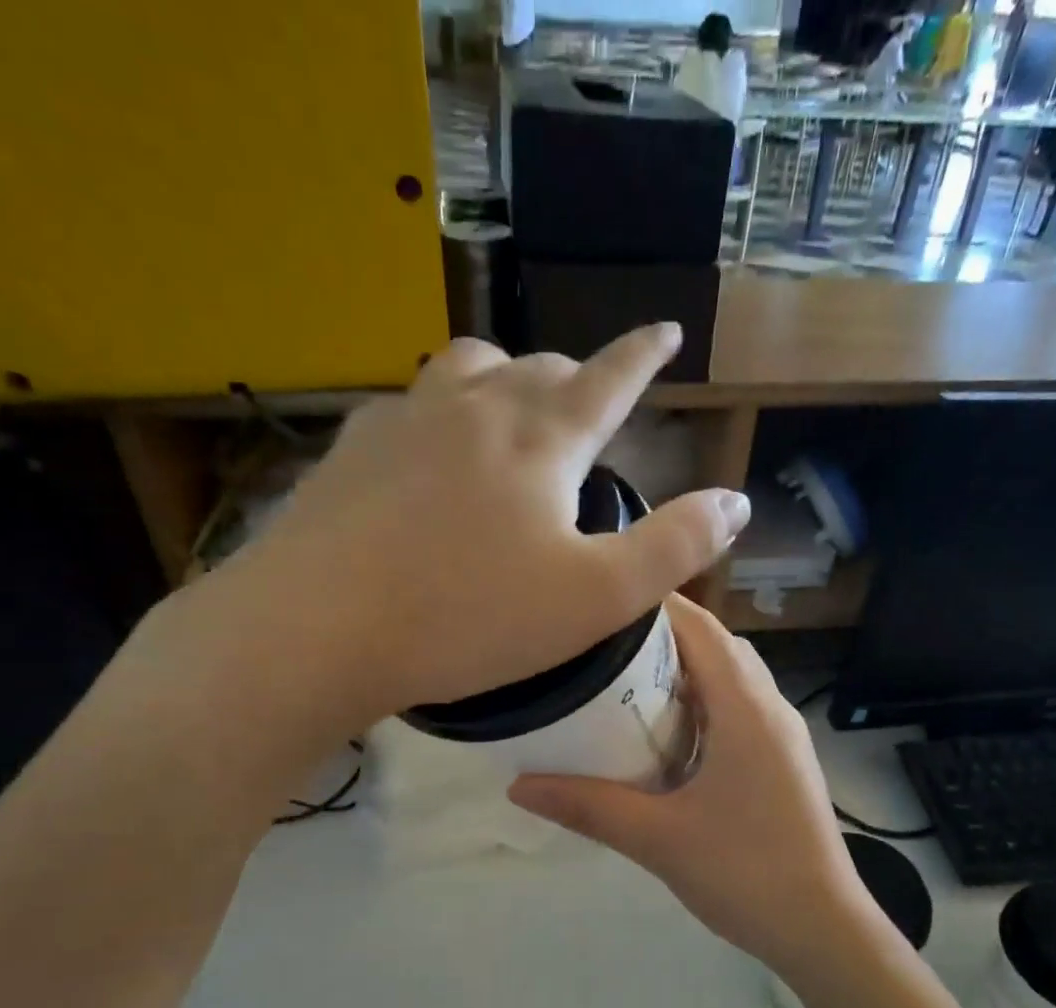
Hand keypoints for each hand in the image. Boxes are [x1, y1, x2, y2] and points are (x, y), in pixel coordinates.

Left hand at [197, 326, 750, 727]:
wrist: (320, 628)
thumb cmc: (470, 618)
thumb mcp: (595, 600)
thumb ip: (673, 548)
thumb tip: (735, 502)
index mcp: (542, 441)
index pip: (609, 378)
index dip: (643, 355)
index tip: (664, 330)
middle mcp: (475, 409)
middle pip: (538, 367)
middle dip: (574, 376)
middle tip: (589, 400)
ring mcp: (404, 422)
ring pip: (467, 370)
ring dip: (503, 378)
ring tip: (510, 407)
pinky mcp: (351, 451)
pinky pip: (407, 407)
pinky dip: (438, 413)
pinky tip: (428, 449)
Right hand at [509, 596, 887, 972]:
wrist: (823, 928)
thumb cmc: (745, 874)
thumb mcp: (658, 839)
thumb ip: (588, 807)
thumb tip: (518, 785)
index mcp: (746, 709)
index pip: (700, 628)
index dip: (652, 605)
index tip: (598, 602)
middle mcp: (770, 709)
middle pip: (716, 646)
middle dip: (661, 637)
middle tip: (599, 646)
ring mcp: (782, 737)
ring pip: (731, 679)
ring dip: (684, 672)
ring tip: (623, 683)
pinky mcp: (783, 763)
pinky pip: (739, 710)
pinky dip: (702, 704)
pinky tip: (664, 736)